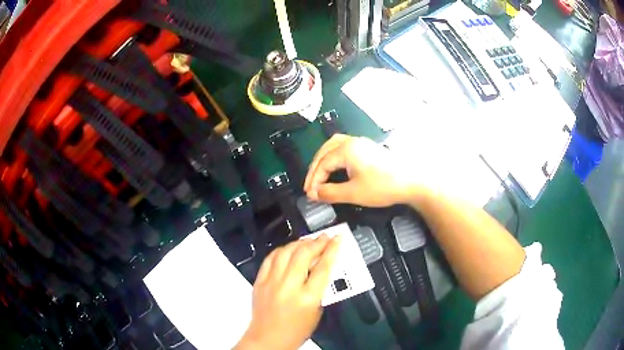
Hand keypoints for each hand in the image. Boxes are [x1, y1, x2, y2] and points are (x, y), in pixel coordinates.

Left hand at [235, 235, 341, 349]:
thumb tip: (321, 268)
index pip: (323, 268)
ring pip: (285, 252)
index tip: (337, 239)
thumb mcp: (317, 311)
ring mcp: (271, 282)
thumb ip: (320, 289)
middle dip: (317, 242)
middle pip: (303, 255)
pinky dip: (281, 251)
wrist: (268, 338)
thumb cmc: (297, 330)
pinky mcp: (259, 281)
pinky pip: (270, 259)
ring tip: (308, 241)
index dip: (332, 250)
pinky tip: (288, 249)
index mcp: (307, 297)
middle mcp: (288, 286)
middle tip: (325, 237)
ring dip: (299, 243)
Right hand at [304, 134, 421, 206]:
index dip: (314, 180)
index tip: (310, 195)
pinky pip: (343, 147)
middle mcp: (351, 141)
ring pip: (333, 146)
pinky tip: (334, 166)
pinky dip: (333, 157)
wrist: (411, 182)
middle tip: (310, 186)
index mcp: (346, 149)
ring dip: (323, 160)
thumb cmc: (383, 187)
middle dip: (315, 169)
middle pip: (325, 151)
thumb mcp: (354, 193)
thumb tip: (314, 194)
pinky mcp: (368, 148)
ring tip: (318, 175)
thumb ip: (330, 193)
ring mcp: (361, 143)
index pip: (323, 164)